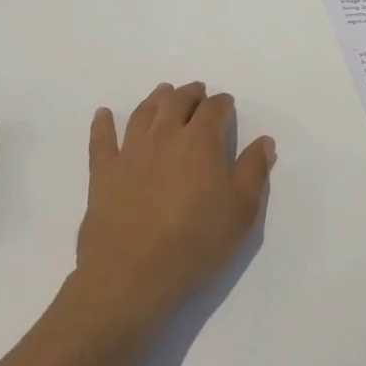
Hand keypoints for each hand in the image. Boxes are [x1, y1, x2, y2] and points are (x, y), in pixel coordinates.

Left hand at [75, 82, 276, 325]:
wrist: (133, 274)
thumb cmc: (196, 242)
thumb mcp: (242, 210)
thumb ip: (253, 171)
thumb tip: (264, 141)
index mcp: (201, 142)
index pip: (214, 109)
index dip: (223, 103)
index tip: (227, 104)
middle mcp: (165, 136)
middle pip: (177, 102)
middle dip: (190, 93)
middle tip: (197, 91)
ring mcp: (130, 152)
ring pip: (143, 113)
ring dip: (155, 99)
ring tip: (162, 93)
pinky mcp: (103, 173)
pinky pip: (101, 140)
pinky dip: (102, 124)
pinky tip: (103, 114)